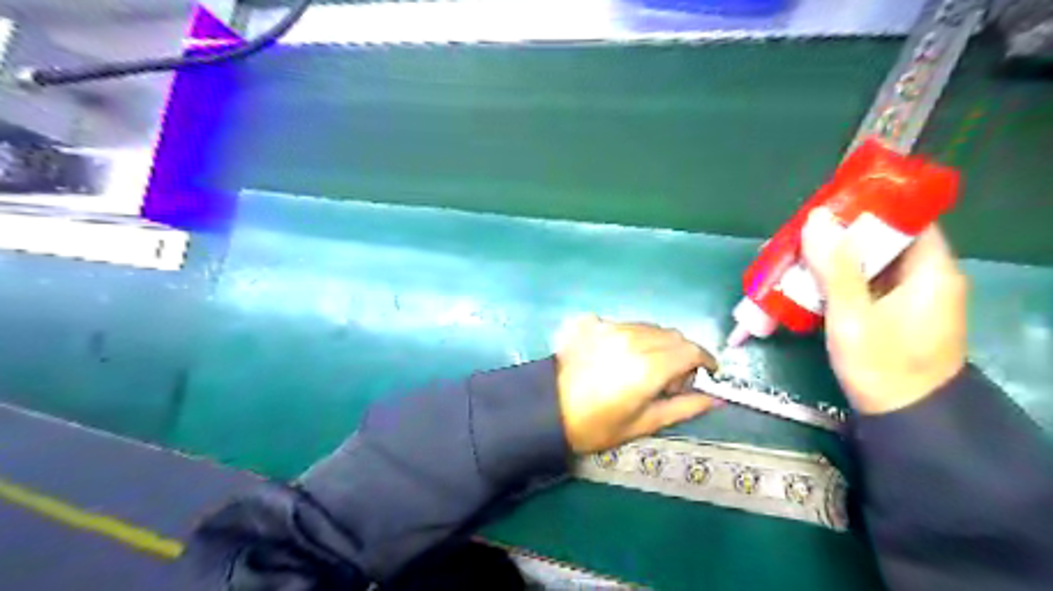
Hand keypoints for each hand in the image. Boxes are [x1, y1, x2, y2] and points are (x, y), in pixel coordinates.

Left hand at [555, 314, 719, 452]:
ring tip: (644, 368)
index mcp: (650, 366)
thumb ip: (684, 407)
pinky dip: (635, 337)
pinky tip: (620, 357)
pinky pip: (626, 325)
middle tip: (671, 379)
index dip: (706, 360)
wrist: (547, 409)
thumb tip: (714, 398)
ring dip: (659, 344)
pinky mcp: (593, 323)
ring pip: (650, 327)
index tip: (707, 373)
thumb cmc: (596, 425)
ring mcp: (611, 327)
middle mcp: (634, 339)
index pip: (691, 350)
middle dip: (683, 354)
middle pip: (673, 336)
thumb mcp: (644, 424)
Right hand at [803, 208, 965, 416]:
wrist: (903, 419)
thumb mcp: (853, 316)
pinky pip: (860, 285)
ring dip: (827, 261)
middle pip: (879, 242)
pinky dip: (832, 282)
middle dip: (835, 238)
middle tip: (794, 238)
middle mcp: (924, 278)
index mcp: (930, 271)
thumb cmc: (882, 366)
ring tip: (787, 260)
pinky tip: (801, 285)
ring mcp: (906, 298)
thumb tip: (816, 219)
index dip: (868, 209)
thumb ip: (836, 268)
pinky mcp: (890, 314)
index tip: (826, 208)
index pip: (905, 220)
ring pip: (865, 265)